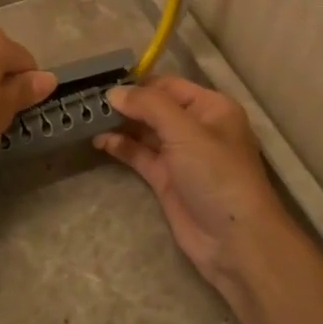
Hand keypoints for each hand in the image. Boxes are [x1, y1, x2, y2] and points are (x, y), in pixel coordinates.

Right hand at [95, 76, 292, 295]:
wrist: (235, 241)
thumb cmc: (217, 175)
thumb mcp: (186, 132)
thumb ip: (149, 106)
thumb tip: (114, 92)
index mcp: (211, 107)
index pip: (169, 85)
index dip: (139, 83)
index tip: (103, 82)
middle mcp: (196, 127)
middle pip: (155, 107)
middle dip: (126, 104)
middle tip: (88, 100)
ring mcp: (181, 155)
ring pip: (145, 132)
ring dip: (120, 125)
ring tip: (88, 118)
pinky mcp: (167, 180)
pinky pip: (140, 156)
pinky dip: (121, 147)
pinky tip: (100, 141)